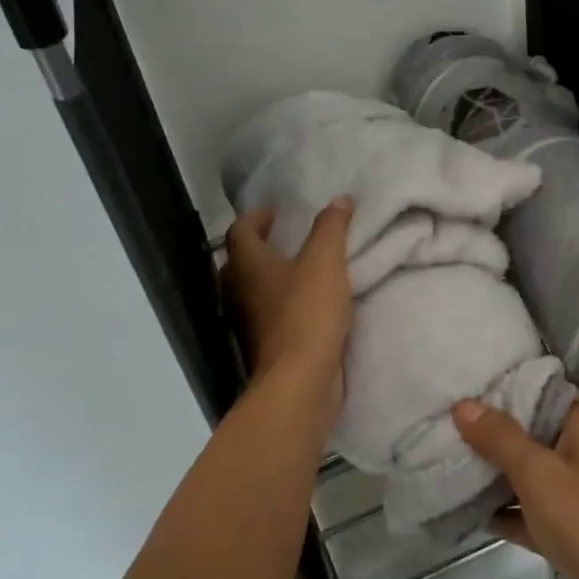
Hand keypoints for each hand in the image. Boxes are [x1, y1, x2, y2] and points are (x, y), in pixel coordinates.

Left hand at [222, 199, 353, 397]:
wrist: (300, 379)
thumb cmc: (307, 312)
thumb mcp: (325, 261)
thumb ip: (331, 228)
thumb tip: (339, 199)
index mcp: (247, 264)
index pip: (240, 231)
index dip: (256, 217)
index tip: (276, 212)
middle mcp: (238, 291)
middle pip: (240, 261)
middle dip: (260, 246)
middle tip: (286, 238)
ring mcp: (247, 322)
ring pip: (252, 289)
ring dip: (270, 276)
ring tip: (299, 268)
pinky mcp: (263, 345)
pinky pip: (267, 313)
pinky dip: (280, 302)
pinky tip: (306, 303)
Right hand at [452, 395, 578, 578]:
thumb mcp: (538, 473)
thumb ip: (500, 438)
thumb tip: (463, 403)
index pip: (548, 388)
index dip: (513, 382)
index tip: (473, 380)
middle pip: (535, 430)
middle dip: (495, 428)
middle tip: (450, 417)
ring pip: (531, 472)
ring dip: (497, 470)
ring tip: (449, 456)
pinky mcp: (571, 531)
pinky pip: (532, 510)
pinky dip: (507, 510)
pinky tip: (468, 510)